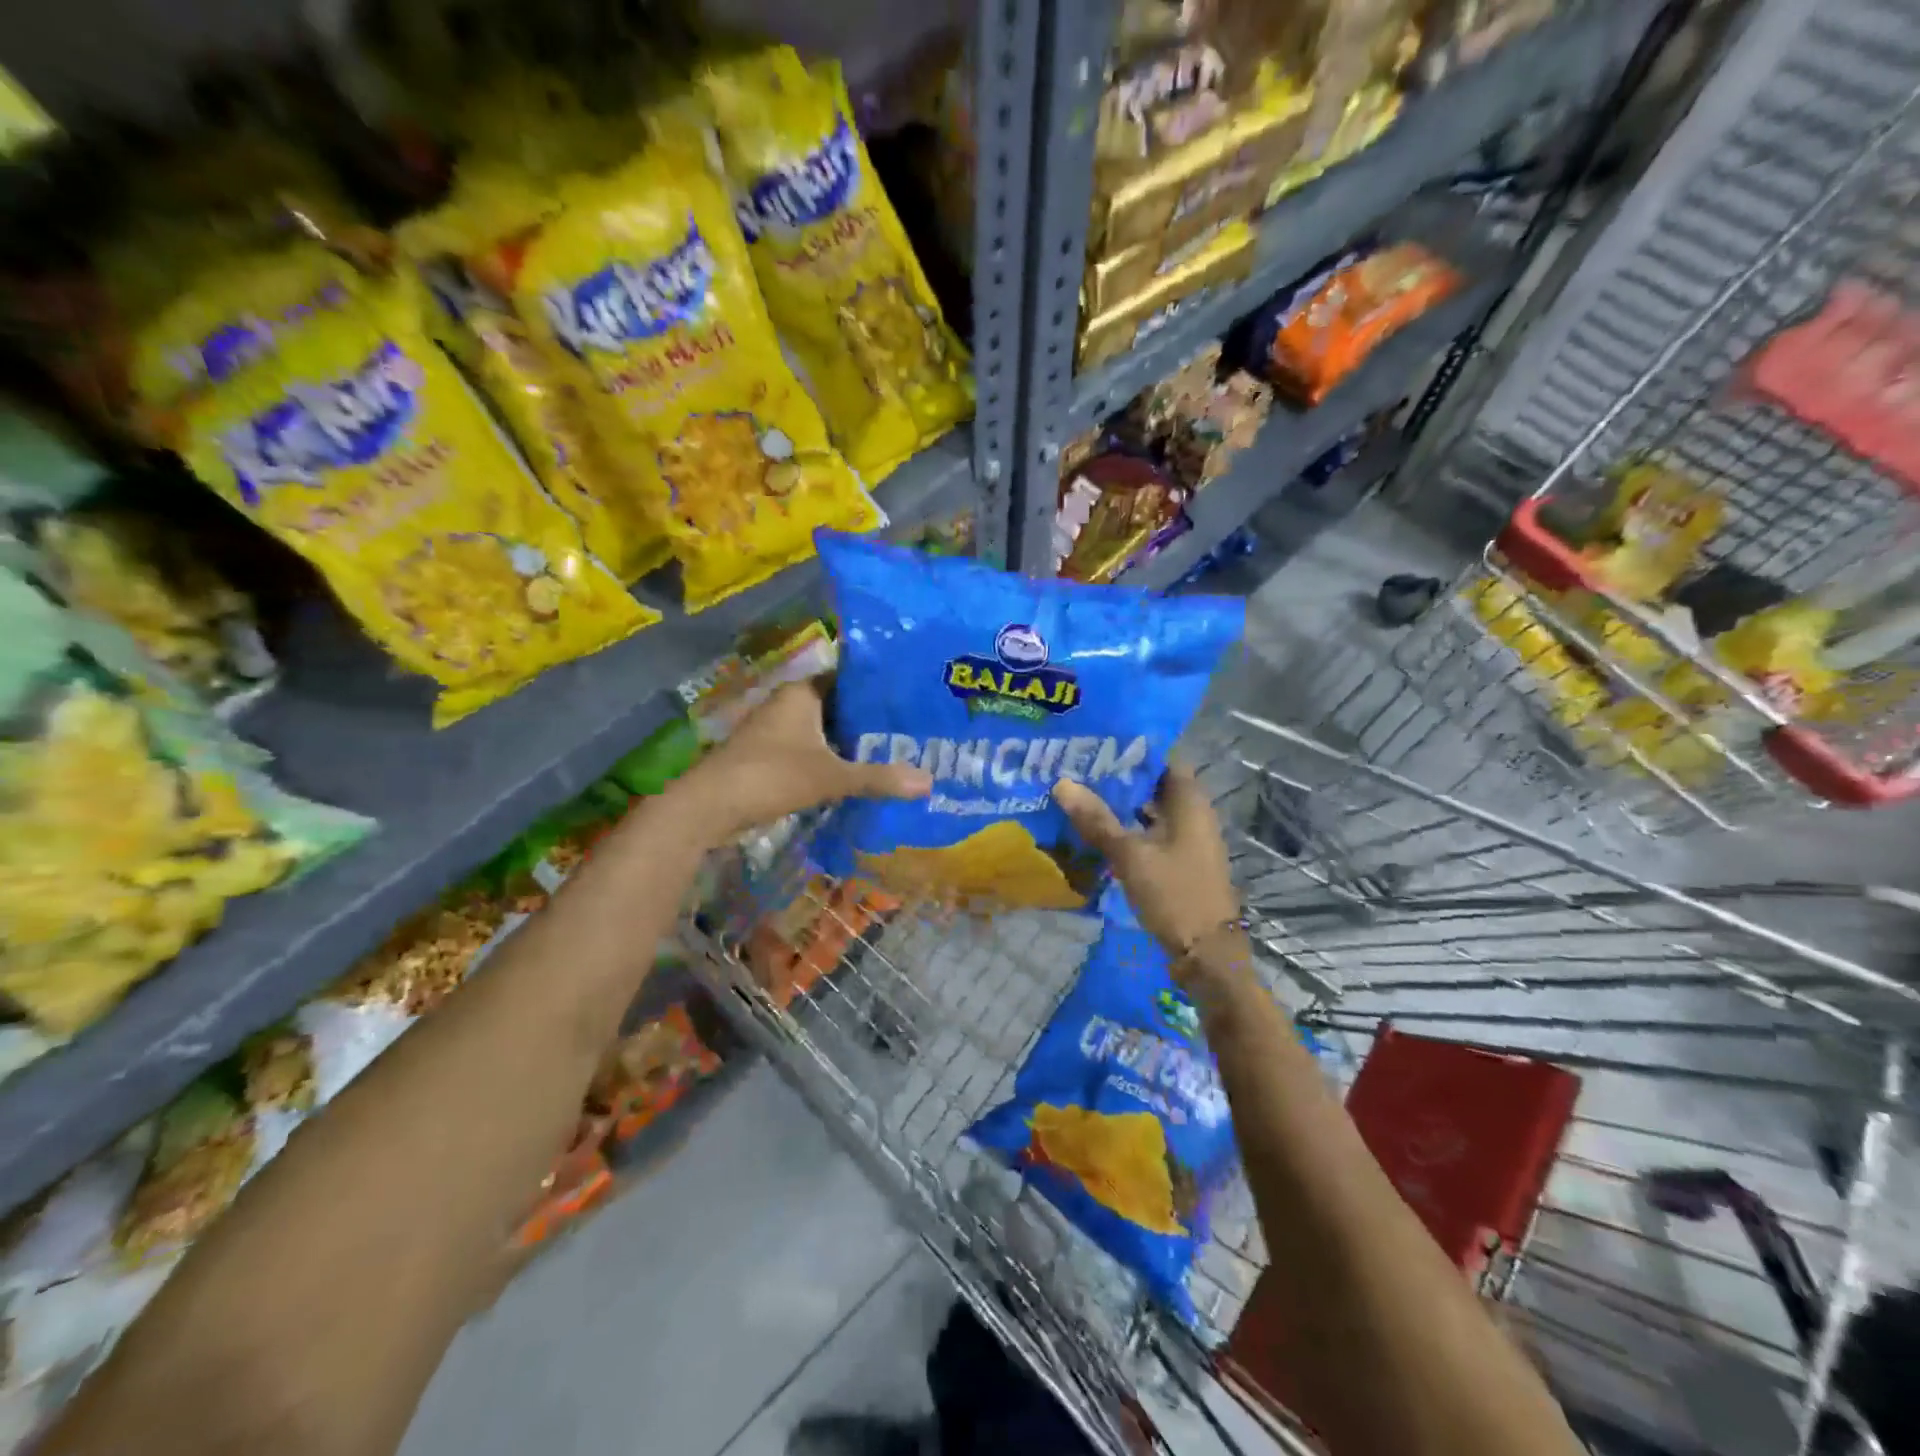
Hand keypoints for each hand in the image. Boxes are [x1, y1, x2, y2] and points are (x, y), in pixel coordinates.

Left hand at [671, 679, 930, 842]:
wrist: (708, 806)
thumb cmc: (771, 776)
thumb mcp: (831, 777)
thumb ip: (878, 778)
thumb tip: (929, 782)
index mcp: (802, 693)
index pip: (848, 678)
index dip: (878, 687)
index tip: (910, 697)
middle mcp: (788, 704)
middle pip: (838, 706)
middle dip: (869, 719)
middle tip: (912, 729)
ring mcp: (775, 730)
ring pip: (824, 730)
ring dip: (850, 742)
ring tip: (894, 751)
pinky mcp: (768, 755)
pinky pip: (810, 750)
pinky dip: (832, 759)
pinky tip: (857, 774)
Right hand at [1053, 764, 1239, 964]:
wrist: (1206, 955)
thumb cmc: (1174, 894)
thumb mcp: (1130, 855)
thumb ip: (1097, 819)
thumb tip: (1062, 783)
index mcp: (1190, 803)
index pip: (1163, 758)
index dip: (1133, 747)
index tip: (1097, 741)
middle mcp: (1192, 815)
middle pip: (1153, 784)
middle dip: (1118, 776)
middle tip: (1077, 766)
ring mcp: (1186, 840)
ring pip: (1149, 810)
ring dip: (1119, 804)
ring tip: (1078, 793)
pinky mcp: (1178, 862)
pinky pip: (1149, 833)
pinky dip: (1126, 828)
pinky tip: (1096, 831)